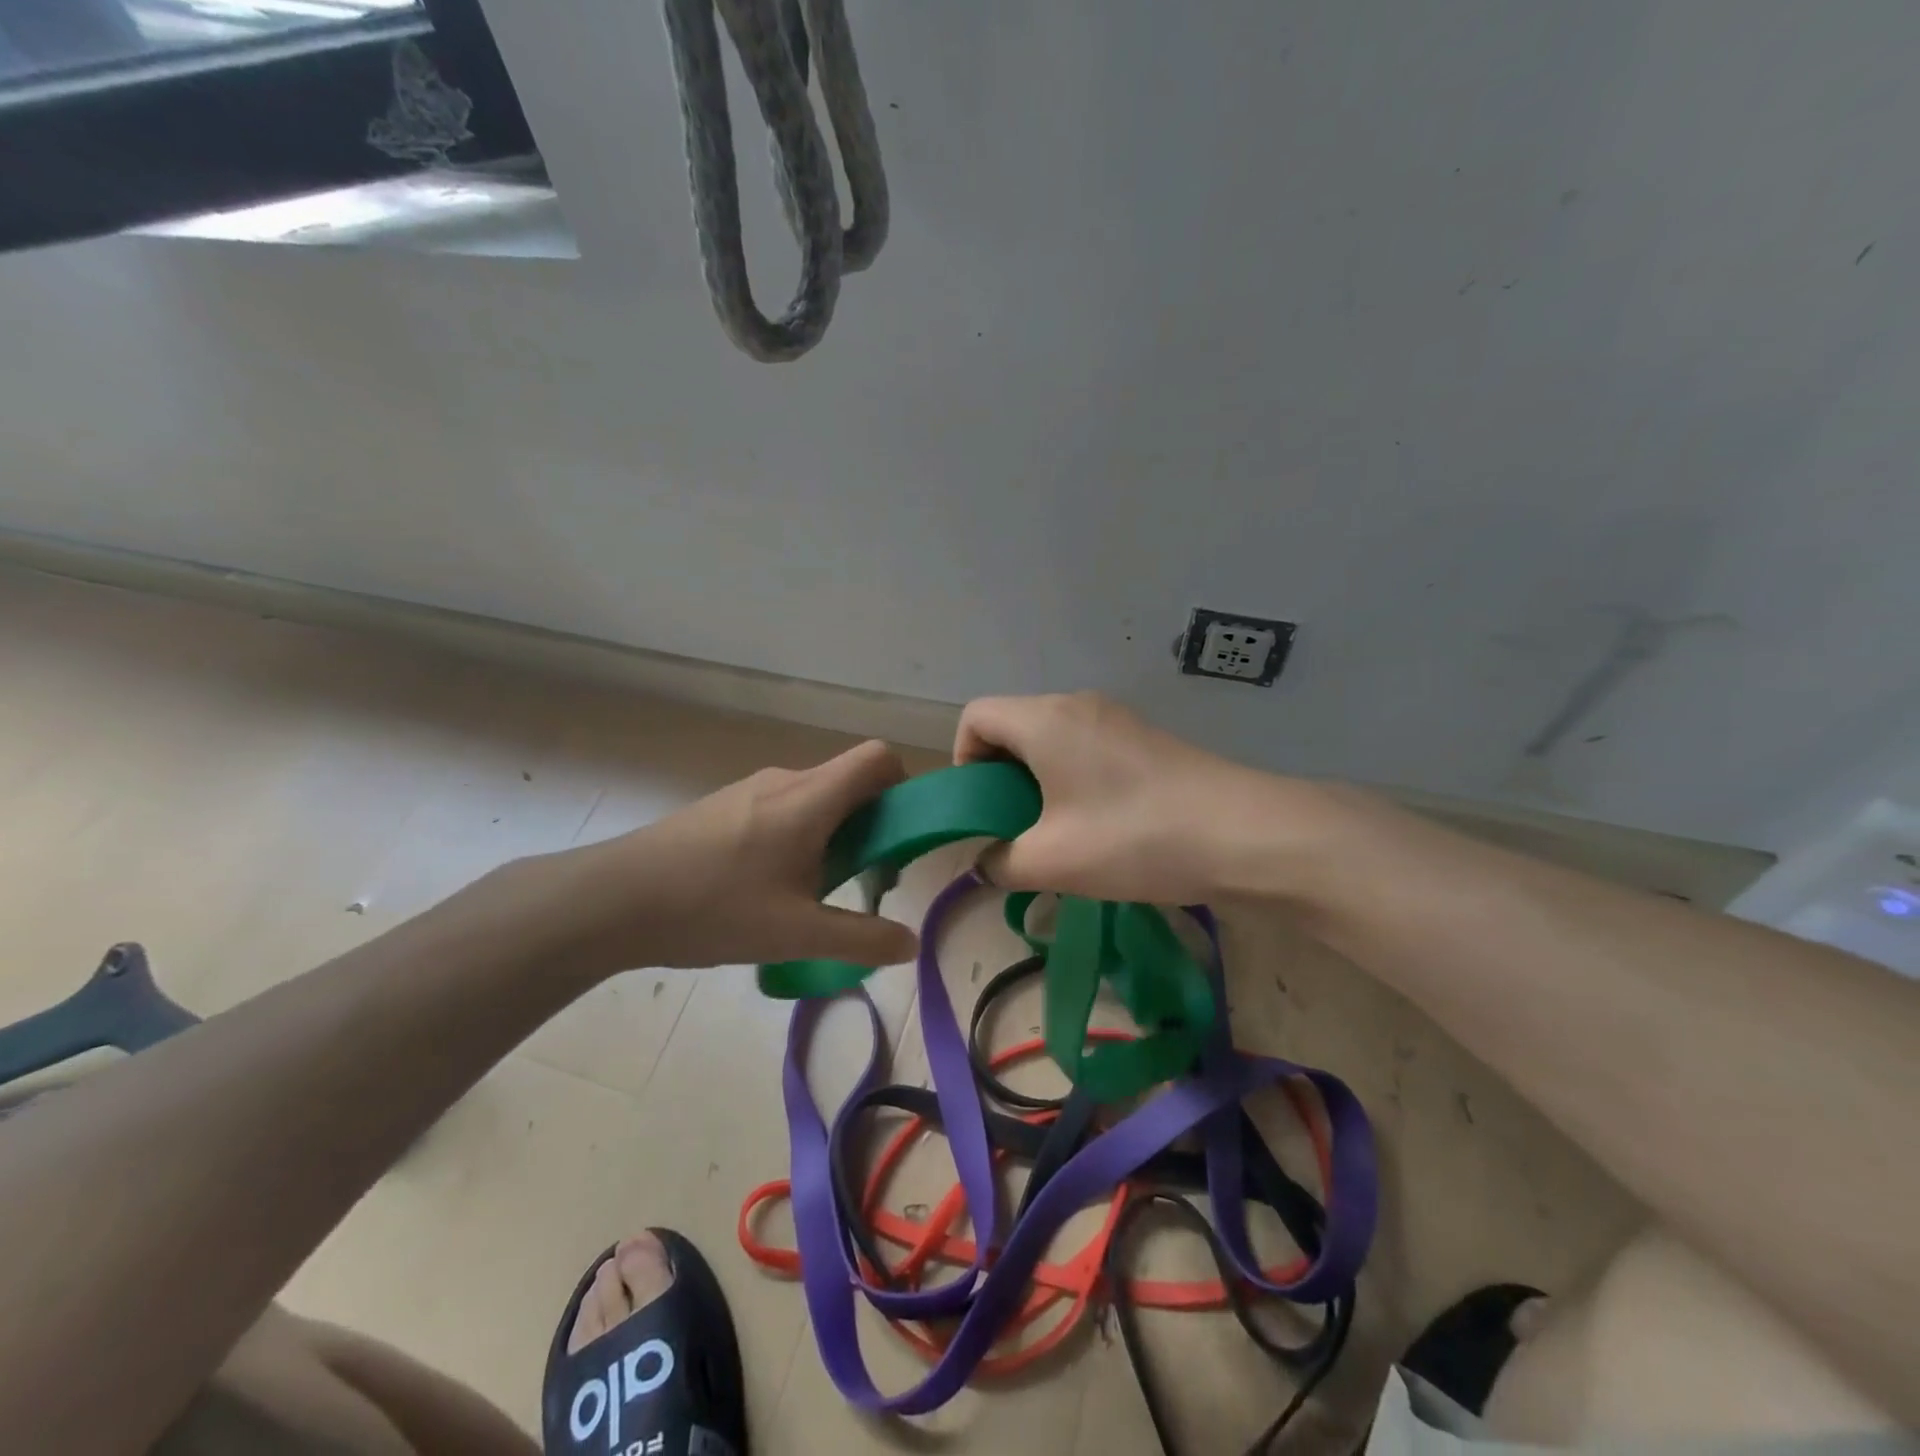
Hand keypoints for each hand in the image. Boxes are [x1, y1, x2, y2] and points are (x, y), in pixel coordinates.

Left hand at [497, 740, 920, 978]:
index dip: (902, 786)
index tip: (899, 837)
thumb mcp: (796, 934)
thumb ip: (861, 939)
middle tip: (860, 880)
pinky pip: (784, 808)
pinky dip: (799, 837)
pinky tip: (768, 888)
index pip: (878, 758)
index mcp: (811, 798)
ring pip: (816, 798)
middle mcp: (786, 780)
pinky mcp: (725, 806)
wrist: (613, 899)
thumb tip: (910, 943)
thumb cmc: (712, 908)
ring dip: (832, 835)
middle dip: (870, 825)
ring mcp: (751, 790)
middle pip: (850, 781)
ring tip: (811, 893)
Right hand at [954, 692, 1307, 904]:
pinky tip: (1099, 826)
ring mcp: (1117, 718)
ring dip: (1039, 781)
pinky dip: (1073, 779)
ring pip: (1052, 739)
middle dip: (1001, 776)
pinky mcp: (1145, 739)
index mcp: (1044, 720)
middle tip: (1016, 828)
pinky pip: (1087, 748)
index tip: (984, 808)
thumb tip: (987, 864)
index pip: (976, 716)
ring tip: (1057, 833)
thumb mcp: (1052, 862)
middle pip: (1013, 725)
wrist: (1245, 834)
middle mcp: (1076, 705)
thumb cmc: (1133, 838)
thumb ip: (1001, 863)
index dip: (964, 760)